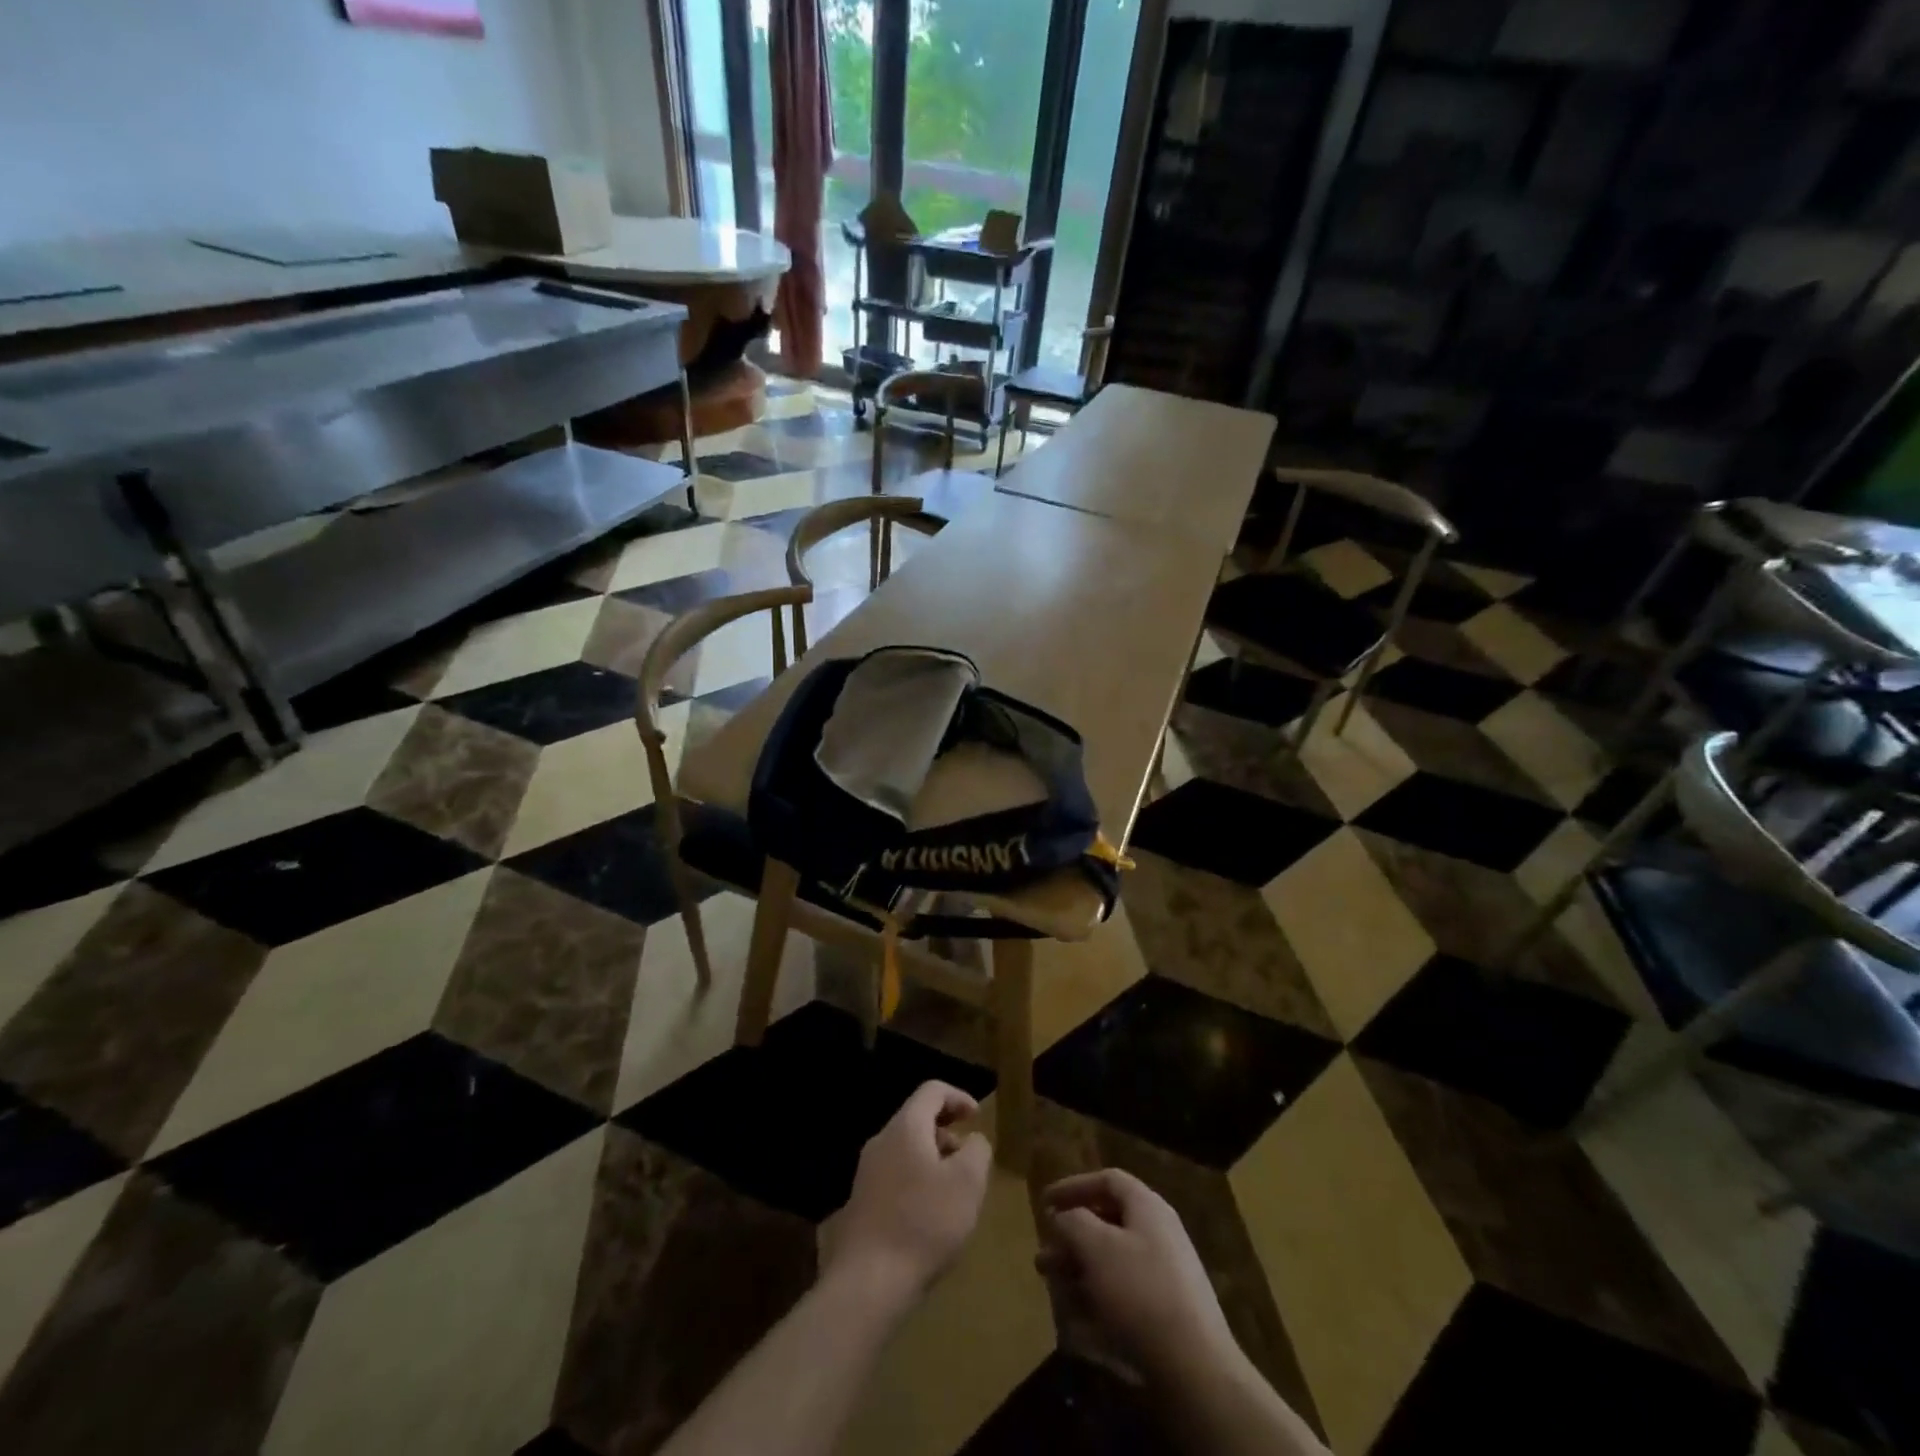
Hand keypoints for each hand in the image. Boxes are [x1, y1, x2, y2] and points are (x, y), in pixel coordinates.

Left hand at [820, 1081, 991, 1306]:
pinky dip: (917, 1182)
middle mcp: (881, 1141)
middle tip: (969, 1161)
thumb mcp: (968, 1182)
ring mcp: (866, 1172)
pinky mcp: (861, 1203)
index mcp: (905, 1127)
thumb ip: (977, 1150)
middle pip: (917, 1119)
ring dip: (932, 1160)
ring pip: (905, 1150)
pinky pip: (895, 1176)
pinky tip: (928, 1218)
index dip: (958, 1097)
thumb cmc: (924, 1223)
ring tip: (953, 1193)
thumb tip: (973, 1141)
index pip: (932, 1090)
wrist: (868, 1282)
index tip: (977, 1117)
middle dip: (947, 1133)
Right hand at [1038, 1168, 1236, 1383]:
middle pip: (1107, 1223)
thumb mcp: (1096, 1247)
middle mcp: (1159, 1233)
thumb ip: (1073, 1222)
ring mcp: (1166, 1274)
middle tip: (1044, 1258)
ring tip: (1054, 1289)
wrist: (1196, 1370)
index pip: (1107, 1180)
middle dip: (1071, 1238)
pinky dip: (1098, 1300)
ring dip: (1080, 1271)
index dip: (1073, 1186)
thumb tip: (1062, 1216)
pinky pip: (1124, 1293)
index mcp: (1147, 1207)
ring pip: (1112, 1261)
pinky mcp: (1166, 1312)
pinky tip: (1078, 1323)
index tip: (1044, 1202)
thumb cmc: (1140, 1293)